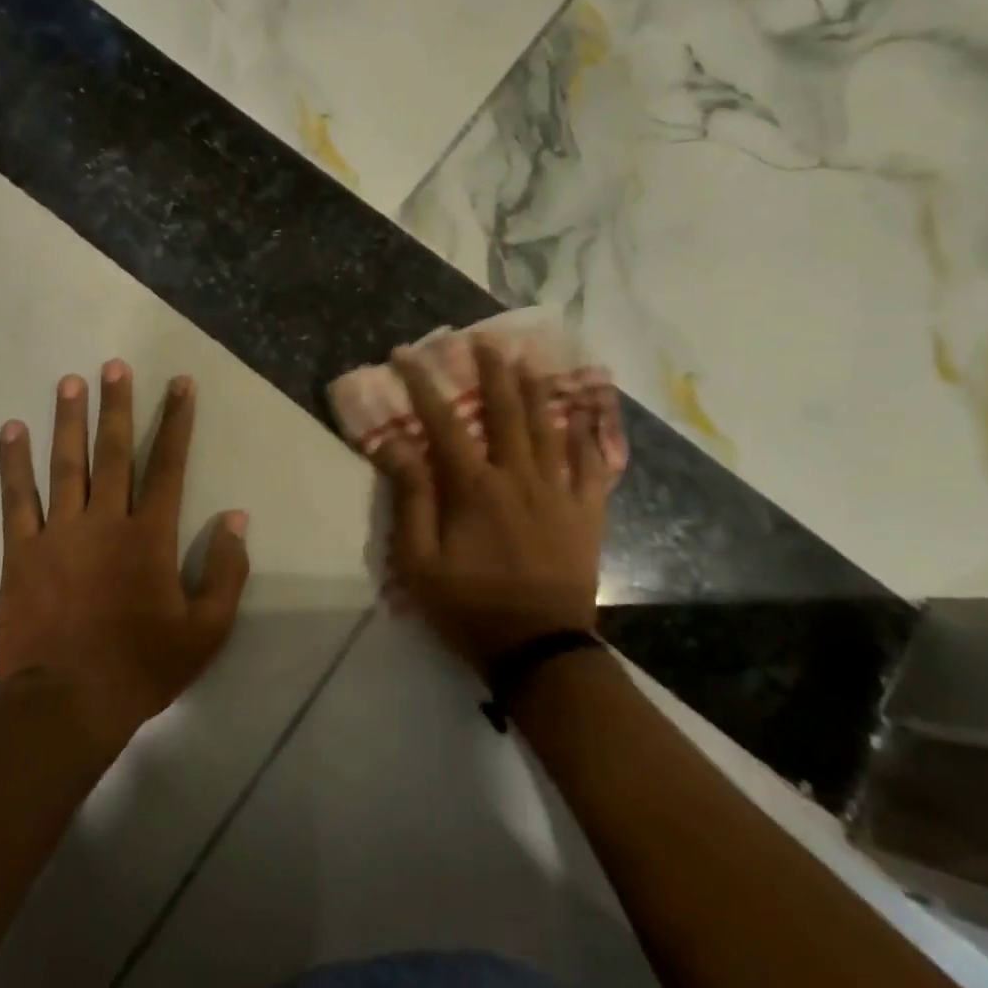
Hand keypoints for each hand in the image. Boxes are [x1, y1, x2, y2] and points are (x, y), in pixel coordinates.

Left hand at [0, 361, 250, 746]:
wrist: (68, 702)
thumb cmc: (143, 666)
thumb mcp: (206, 630)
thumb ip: (226, 571)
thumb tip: (235, 518)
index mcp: (150, 536)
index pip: (168, 465)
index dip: (176, 421)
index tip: (180, 384)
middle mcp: (105, 521)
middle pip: (113, 451)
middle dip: (117, 405)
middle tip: (114, 365)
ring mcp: (59, 532)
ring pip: (65, 463)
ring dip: (68, 420)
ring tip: (70, 381)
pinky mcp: (21, 551)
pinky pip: (16, 498)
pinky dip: (13, 462)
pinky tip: (11, 430)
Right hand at [376, 336, 616, 675]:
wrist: (538, 648)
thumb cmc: (469, 606)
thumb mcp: (419, 561)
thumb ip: (410, 498)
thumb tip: (395, 444)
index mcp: (475, 487)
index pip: (443, 422)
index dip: (423, 385)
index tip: (406, 355)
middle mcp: (520, 476)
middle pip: (505, 411)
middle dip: (492, 370)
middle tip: (484, 338)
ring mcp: (559, 492)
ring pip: (549, 426)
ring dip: (536, 389)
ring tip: (529, 358)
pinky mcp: (586, 512)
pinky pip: (592, 463)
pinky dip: (588, 434)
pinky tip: (586, 413)